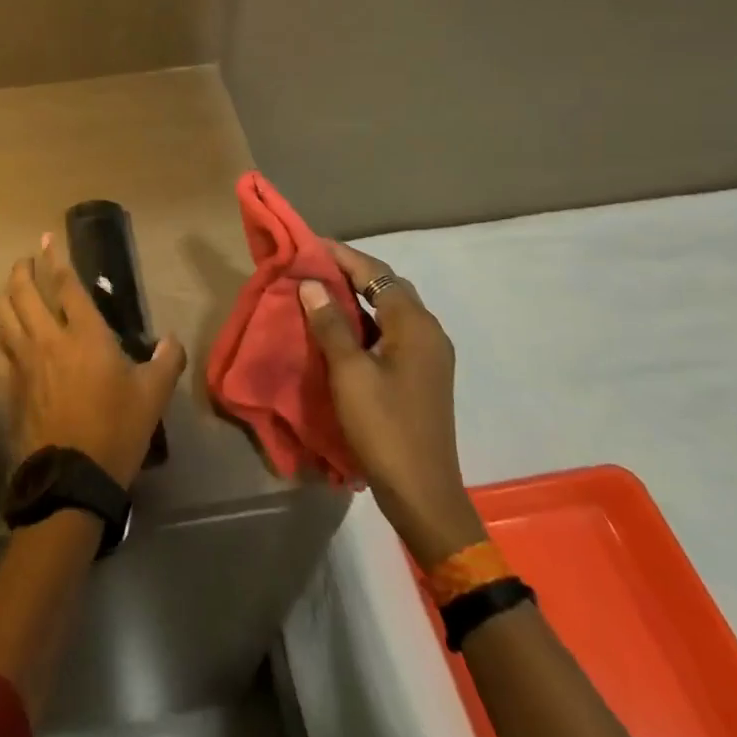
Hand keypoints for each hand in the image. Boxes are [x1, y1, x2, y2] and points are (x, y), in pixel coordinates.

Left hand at [0, 234, 187, 487]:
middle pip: (25, 293)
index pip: (66, 285)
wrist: (73, 477)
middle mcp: (48, 340)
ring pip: (3, 317)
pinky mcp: (8, 388)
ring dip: (5, 297)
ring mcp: (22, 364)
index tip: (46, 239)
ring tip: (11, 290)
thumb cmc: (117, 429)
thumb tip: (171, 340)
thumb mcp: (153, 394)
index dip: (56, 258)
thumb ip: (166, 360)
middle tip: (25, 261)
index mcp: (85, 335)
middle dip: (22, 271)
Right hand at [300, 241, 486, 567]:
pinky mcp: (421, 374)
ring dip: (356, 297)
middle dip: (349, 272)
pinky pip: (392, 332)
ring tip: (318, 291)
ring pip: (390, 310)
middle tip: (310, 266)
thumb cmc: (384, 427)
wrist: (422, 492)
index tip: (307, 245)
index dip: (342, 255)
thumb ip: (331, 324)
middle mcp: (429, 332)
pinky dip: (365, 321)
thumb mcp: (349, 373)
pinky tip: (339, 329)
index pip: (376, 273)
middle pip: (387, 287)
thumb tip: (311, 283)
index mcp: (415, 325)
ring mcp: (429, 355)